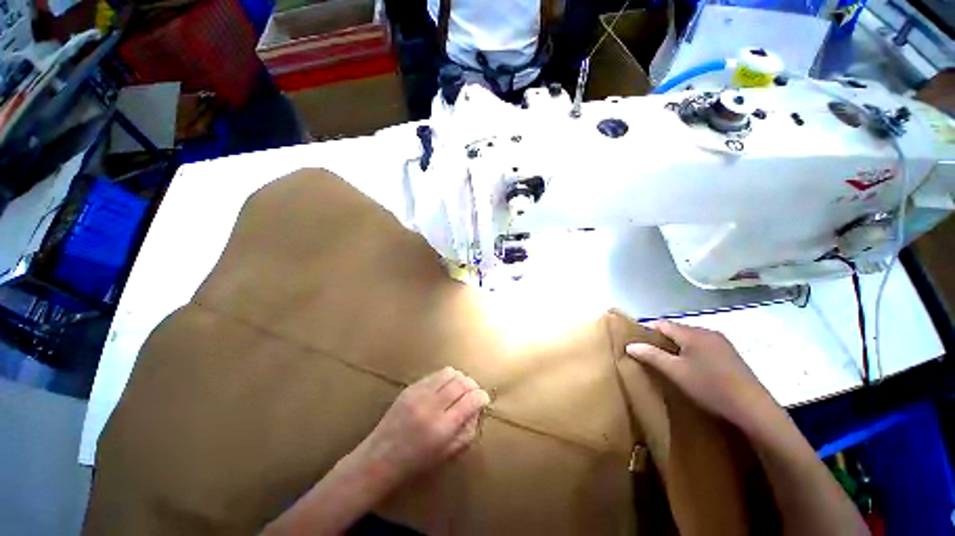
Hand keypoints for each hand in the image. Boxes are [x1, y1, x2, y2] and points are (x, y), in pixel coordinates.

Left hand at [350, 367, 489, 489]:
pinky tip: (445, 386)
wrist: (380, 457)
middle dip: (472, 384)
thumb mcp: (447, 454)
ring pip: (448, 373)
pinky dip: (445, 378)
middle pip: (460, 383)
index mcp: (442, 428)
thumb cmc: (416, 462)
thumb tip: (478, 409)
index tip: (484, 398)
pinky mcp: (410, 387)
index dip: (481, 396)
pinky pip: (434, 374)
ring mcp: (418, 394)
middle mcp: (431, 407)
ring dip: (460, 377)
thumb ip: (467, 431)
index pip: (470, 401)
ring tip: (461, 387)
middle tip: (474, 391)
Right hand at [626, 321, 778, 429]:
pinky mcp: (730, 354)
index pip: (662, 323)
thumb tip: (630, 345)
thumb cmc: (709, 387)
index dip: (647, 331)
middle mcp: (707, 332)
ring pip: (690, 338)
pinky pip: (703, 346)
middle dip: (662, 340)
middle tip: (653, 356)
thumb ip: (651, 355)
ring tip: (671, 364)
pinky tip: (693, 368)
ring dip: (677, 347)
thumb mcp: (675, 372)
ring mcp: (721, 342)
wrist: (753, 408)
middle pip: (676, 329)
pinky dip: (692, 352)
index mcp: (692, 333)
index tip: (638, 344)